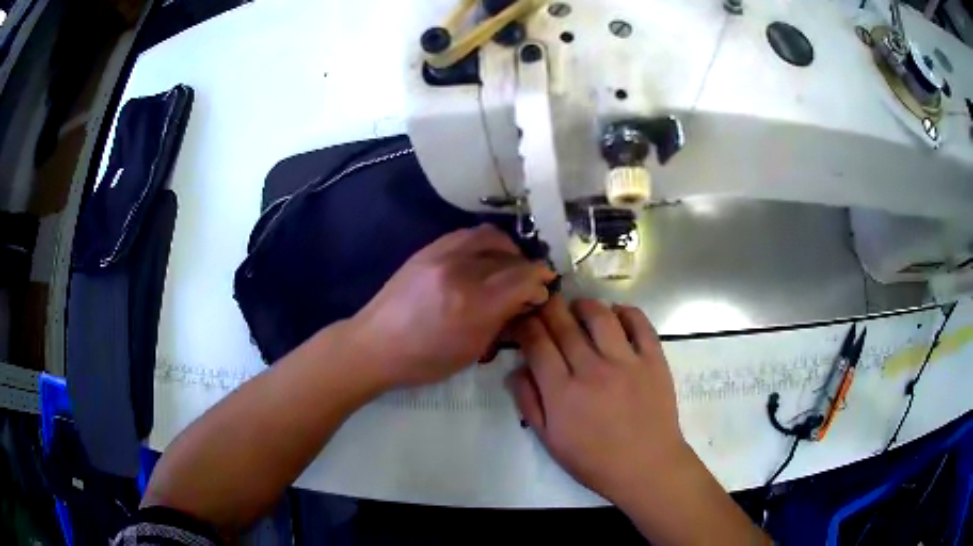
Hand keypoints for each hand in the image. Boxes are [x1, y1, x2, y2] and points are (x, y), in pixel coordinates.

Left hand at [353, 225, 555, 387]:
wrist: (374, 345)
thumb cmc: (423, 361)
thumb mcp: (471, 352)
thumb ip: (502, 321)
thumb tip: (525, 300)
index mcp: (473, 304)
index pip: (523, 278)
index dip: (540, 282)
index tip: (543, 291)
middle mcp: (460, 271)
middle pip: (510, 256)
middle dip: (527, 268)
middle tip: (528, 283)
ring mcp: (441, 255)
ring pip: (490, 236)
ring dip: (507, 249)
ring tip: (508, 266)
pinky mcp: (427, 249)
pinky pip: (466, 234)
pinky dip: (484, 244)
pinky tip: (483, 259)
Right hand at [508, 296, 688, 502]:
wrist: (646, 466)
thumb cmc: (594, 460)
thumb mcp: (550, 441)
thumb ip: (529, 403)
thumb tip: (517, 369)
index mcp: (562, 392)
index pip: (537, 344)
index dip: (526, 325)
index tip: (523, 319)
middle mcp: (592, 370)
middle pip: (564, 324)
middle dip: (549, 307)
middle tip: (545, 303)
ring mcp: (626, 362)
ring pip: (600, 316)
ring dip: (584, 305)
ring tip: (579, 307)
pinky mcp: (653, 360)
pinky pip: (640, 323)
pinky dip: (626, 311)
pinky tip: (617, 314)